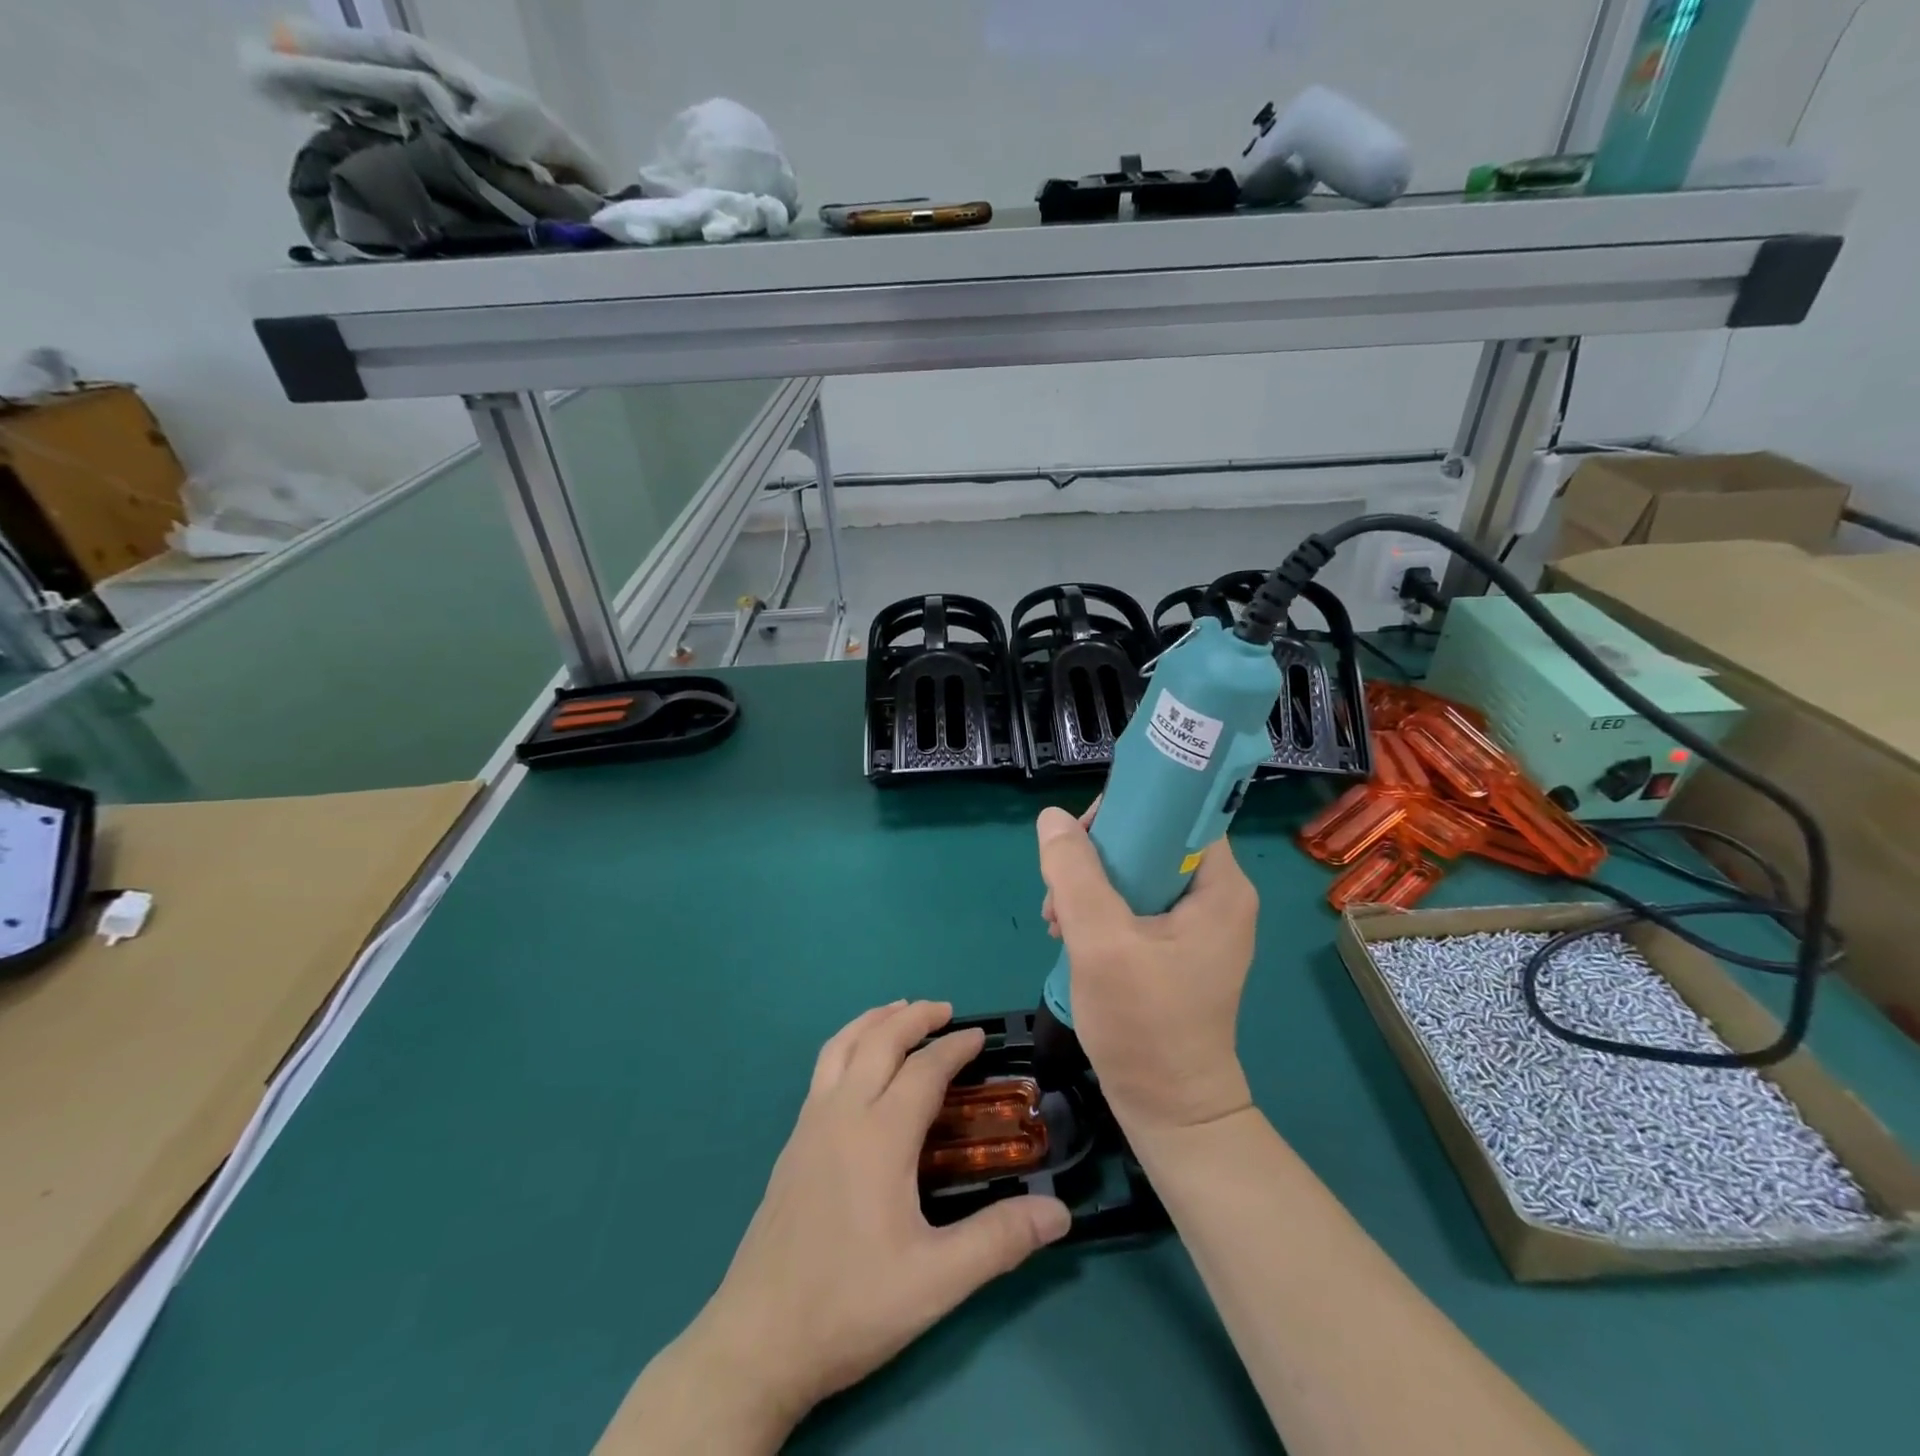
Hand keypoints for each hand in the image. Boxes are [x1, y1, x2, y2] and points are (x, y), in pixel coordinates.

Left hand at [663, 1002, 1070, 1441]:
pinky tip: (857, 1065)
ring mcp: (809, 1125)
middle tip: (945, 1010)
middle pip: (879, 1041)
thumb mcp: (936, 1281)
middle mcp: (842, 1114)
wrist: (758, 1340)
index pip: (924, 1070)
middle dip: (914, 1017)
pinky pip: (823, 1068)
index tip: (980, 1036)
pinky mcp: (792, 1144)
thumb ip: (999, 1241)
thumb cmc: (850, 1305)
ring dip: (874, 1020)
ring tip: (899, 1012)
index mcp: (879, 1136)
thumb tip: (1060, 1213)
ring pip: (841, 1046)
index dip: (955, 1048)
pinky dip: (848, 1043)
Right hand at [1036, 807, 1256, 1135]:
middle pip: (1150, 841)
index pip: (1178, 812)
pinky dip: (1099, 911)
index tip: (1081, 837)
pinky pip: (1134, 903)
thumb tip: (1052, 818)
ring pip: (1136, 872)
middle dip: (1095, 857)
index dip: (1128, 811)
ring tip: (1057, 921)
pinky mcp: (1177, 947)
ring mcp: (1197, 924)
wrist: (1170, 1111)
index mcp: (1220, 886)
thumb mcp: (1101, 942)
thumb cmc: (1144, 1025)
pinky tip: (1070, 935)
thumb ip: (1074, 873)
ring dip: (1089, 885)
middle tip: (1059, 890)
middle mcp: (1217, 896)